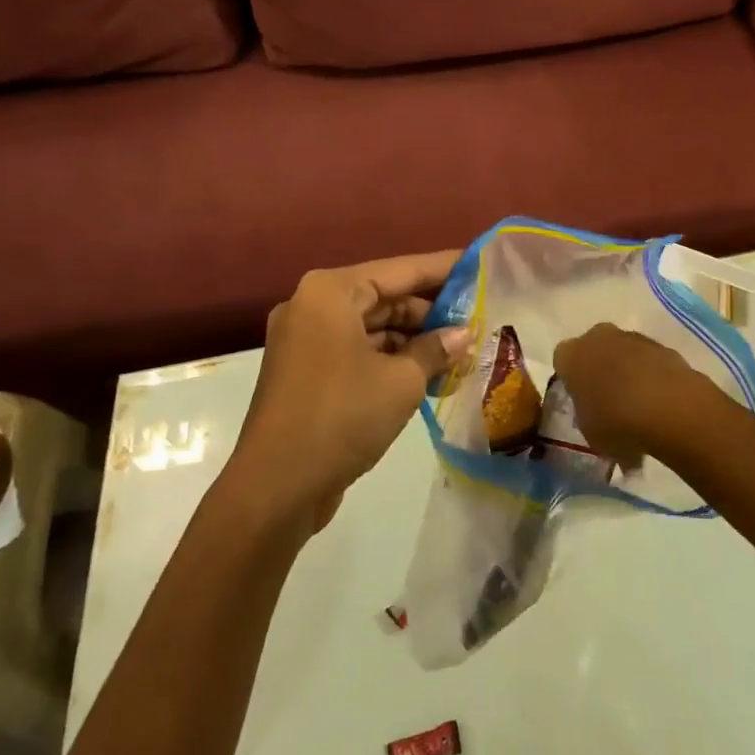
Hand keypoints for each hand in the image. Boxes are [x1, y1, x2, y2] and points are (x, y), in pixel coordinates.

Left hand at [231, 251, 469, 531]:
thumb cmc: (342, 417)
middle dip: (431, 312)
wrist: (275, 488)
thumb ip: (435, 349)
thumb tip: (463, 335)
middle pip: (385, 297)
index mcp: (331, 292)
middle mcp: (313, 306)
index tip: (478, 265)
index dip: (443, 268)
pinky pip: (358, 352)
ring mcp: (307, 340)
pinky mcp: (307, 373)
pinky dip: (391, 360)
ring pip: (373, 328)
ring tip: (462, 353)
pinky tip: (431, 376)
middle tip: (478, 320)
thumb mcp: (402, 381)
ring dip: (414, 341)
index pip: (401, 270)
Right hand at [551, 323, 737, 466]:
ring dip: (628, 372)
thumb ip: (587, 418)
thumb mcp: (589, 432)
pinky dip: (652, 377)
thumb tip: (596, 418)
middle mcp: (599, 336)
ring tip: (639, 408)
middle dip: (600, 369)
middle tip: (608, 400)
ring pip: (624, 353)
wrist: (668, 407)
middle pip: (594, 349)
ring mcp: (633, 337)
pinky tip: (659, 404)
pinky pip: (649, 361)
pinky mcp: (663, 346)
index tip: (580, 400)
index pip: (562, 361)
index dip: (571, 381)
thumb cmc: (615, 421)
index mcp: (571, 354)